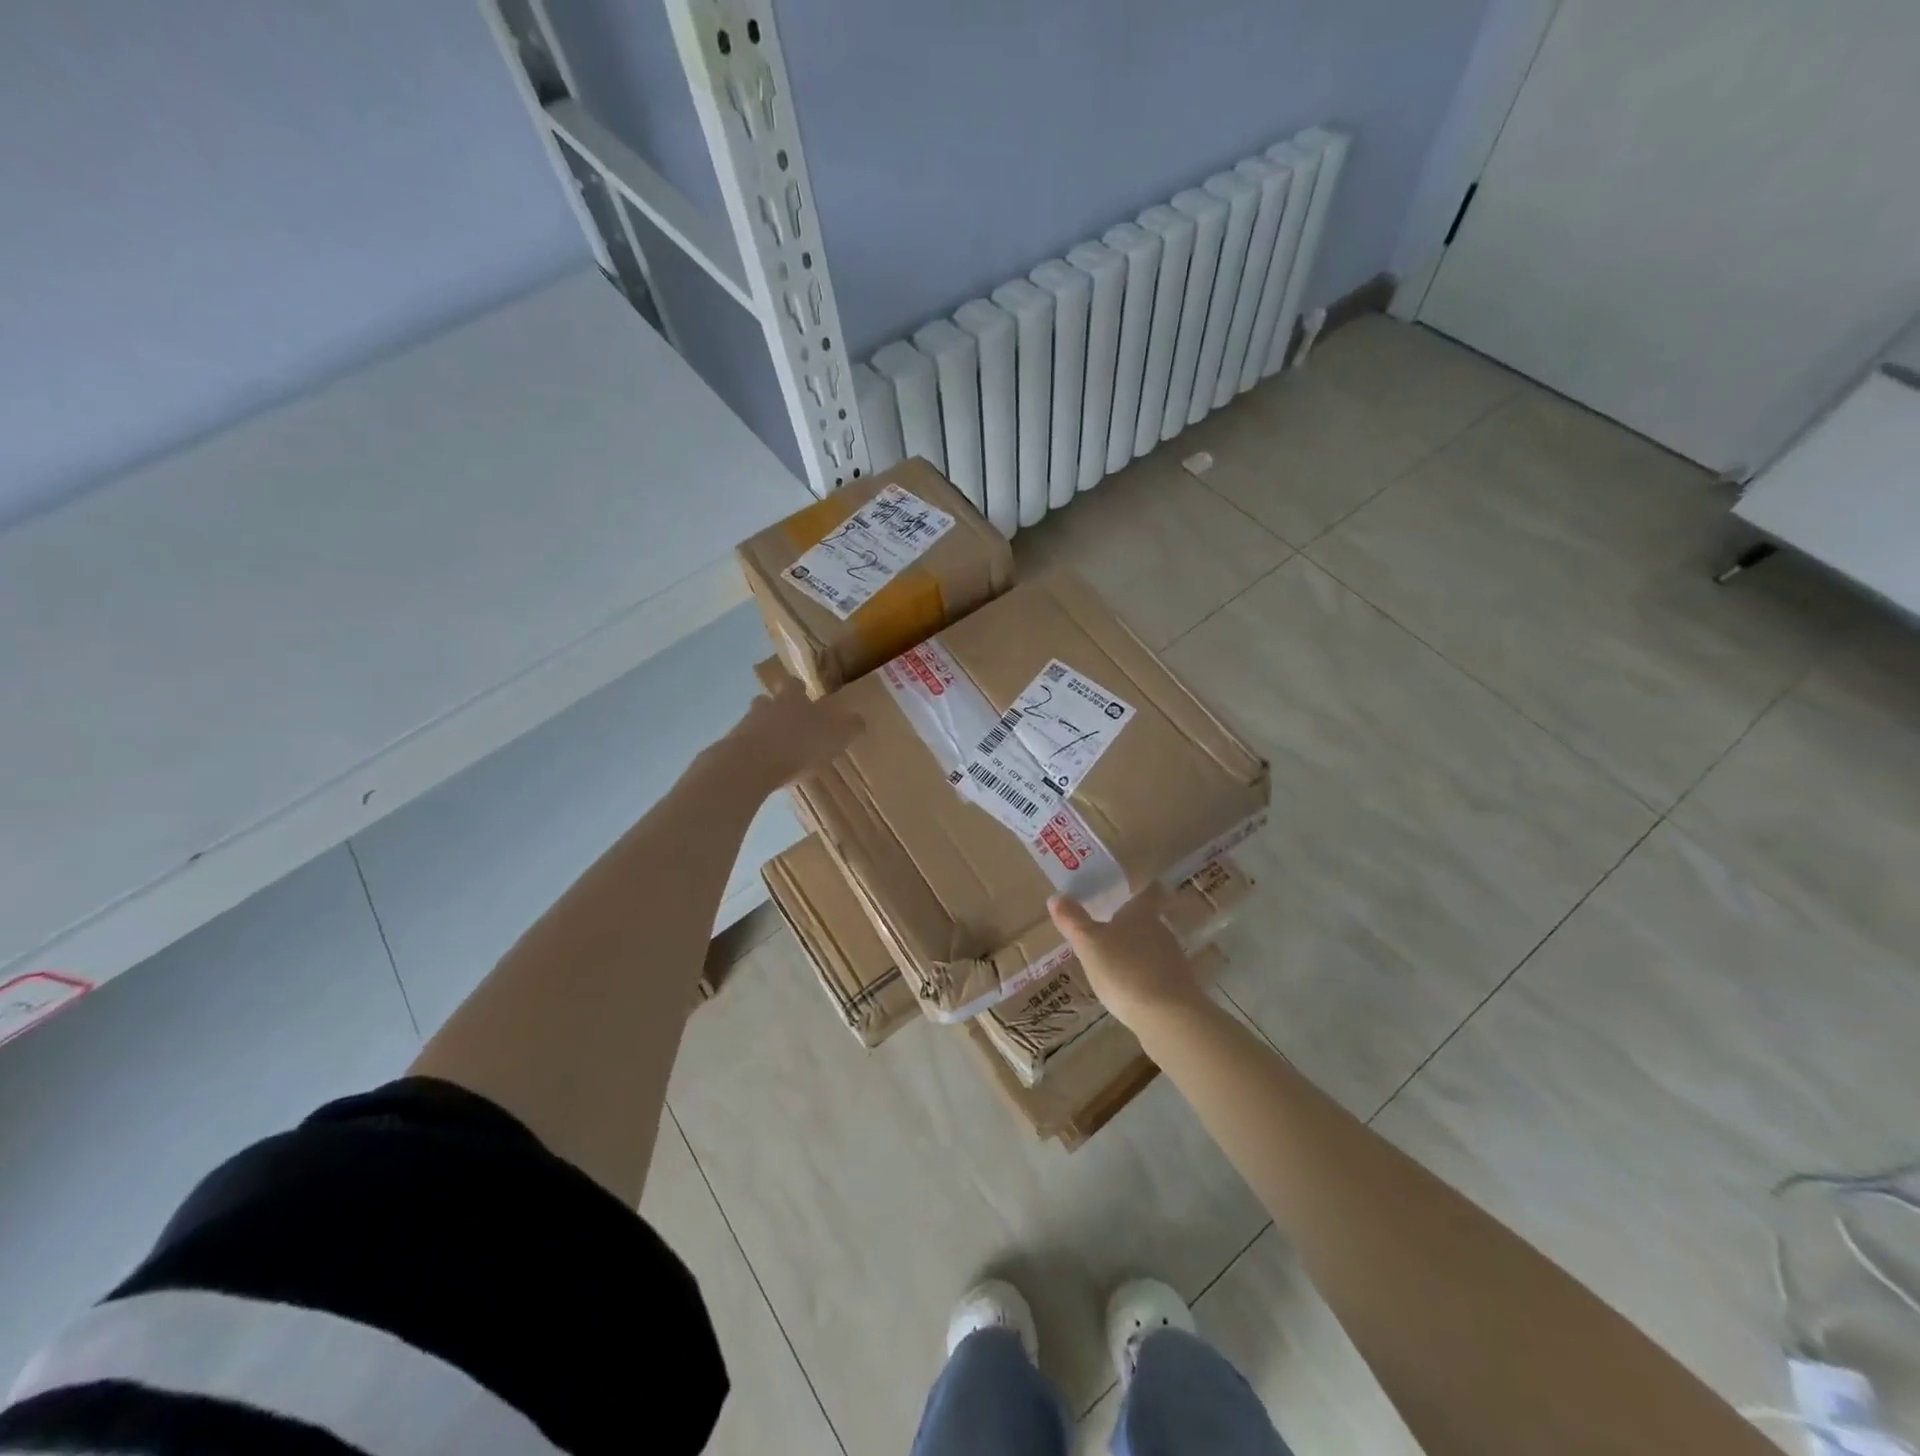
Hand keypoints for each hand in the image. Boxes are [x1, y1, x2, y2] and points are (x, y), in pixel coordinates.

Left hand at [725, 671, 861, 788]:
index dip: (798, 689)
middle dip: (778, 709)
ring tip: (777, 750)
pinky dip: (754, 753)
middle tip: (790, 724)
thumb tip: (860, 719)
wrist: (748, 766)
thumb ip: (849, 727)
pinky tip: (764, 768)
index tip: (804, 694)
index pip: (793, 684)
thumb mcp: (835, 736)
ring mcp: (744, 726)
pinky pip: (745, 746)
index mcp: (791, 698)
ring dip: (764, 732)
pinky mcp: (730, 748)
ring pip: (754, 722)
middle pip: (769, 700)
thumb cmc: (797, 745)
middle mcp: (766, 706)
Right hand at [1049, 888, 1206, 1029]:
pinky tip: (1129, 991)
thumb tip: (1056, 896)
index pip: (1150, 893)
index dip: (1147, 888)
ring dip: (1137, 952)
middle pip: (1149, 921)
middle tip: (1111, 929)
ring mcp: (1174, 961)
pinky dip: (1144, 977)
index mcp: (1141, 914)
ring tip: (1115, 962)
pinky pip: (1158, 975)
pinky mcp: (1179, 989)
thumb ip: (1073, 920)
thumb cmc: (1124, 970)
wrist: (1168, 1016)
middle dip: (1132, 925)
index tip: (1144, 886)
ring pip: (1153, 948)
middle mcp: (1161, 931)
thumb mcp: (1089, 943)